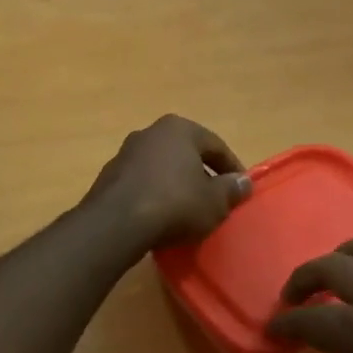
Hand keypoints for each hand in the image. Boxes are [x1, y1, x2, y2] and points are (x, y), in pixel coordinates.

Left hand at [85, 115, 251, 249]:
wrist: (117, 223)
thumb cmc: (175, 204)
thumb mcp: (214, 201)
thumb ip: (231, 189)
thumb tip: (243, 182)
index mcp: (179, 129)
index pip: (215, 145)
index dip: (232, 168)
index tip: (240, 189)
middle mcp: (150, 133)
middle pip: (186, 153)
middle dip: (201, 174)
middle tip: (215, 199)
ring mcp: (125, 153)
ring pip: (162, 167)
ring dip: (176, 185)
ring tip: (188, 210)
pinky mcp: (108, 177)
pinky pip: (142, 183)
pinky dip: (155, 195)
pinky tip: (161, 217)